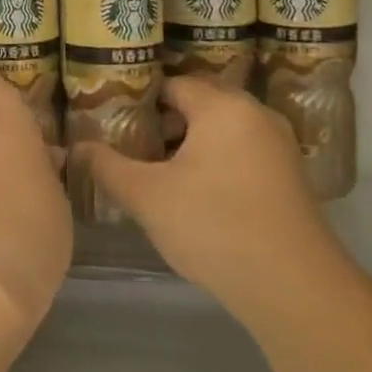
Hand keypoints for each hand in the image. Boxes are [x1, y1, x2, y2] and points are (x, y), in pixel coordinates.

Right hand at [88, 78, 335, 323]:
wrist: (295, 287)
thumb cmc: (215, 227)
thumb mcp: (148, 197)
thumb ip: (107, 166)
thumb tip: (76, 147)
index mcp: (222, 106)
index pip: (172, 84)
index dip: (139, 100)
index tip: (114, 122)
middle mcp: (255, 113)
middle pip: (199, 101)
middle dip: (164, 120)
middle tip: (131, 144)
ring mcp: (278, 144)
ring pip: (222, 127)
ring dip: (189, 142)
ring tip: (157, 170)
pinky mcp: (289, 174)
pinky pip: (242, 149)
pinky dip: (215, 159)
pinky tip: (195, 192)